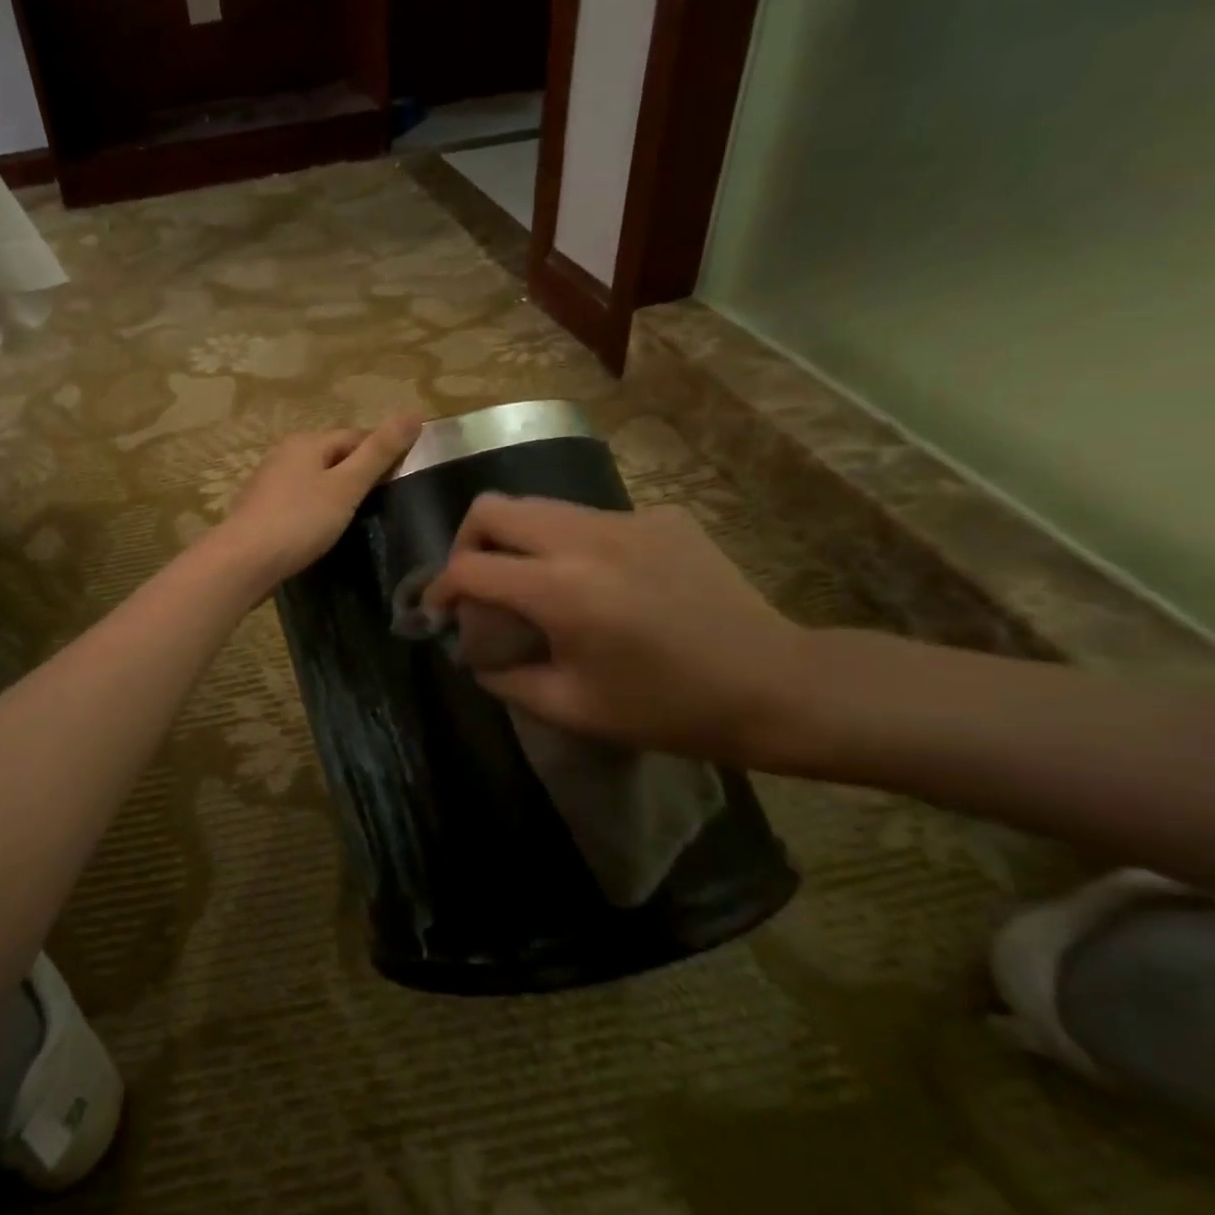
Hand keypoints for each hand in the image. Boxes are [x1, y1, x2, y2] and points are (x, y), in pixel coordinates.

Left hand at [214, 416, 424, 587]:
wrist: (244, 561)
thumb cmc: (300, 520)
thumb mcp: (347, 486)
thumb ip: (380, 452)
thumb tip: (414, 413)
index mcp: (306, 442)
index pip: (355, 436)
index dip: (381, 452)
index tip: (402, 477)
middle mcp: (283, 454)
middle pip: (332, 456)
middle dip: (356, 473)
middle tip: (382, 503)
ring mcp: (267, 483)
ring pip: (313, 480)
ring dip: (334, 494)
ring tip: (356, 519)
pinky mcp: (259, 510)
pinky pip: (297, 502)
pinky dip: (313, 511)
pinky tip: (321, 531)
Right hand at [422, 495, 807, 763]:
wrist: (777, 685)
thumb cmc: (669, 707)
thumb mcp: (574, 708)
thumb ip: (506, 679)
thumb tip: (473, 657)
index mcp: (560, 589)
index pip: (468, 568)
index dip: (439, 589)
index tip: (438, 611)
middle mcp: (584, 538)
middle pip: (493, 507)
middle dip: (468, 543)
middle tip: (477, 582)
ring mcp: (626, 519)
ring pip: (540, 506)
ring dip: (518, 540)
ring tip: (532, 582)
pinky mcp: (659, 516)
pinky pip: (591, 519)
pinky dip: (572, 545)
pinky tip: (601, 584)